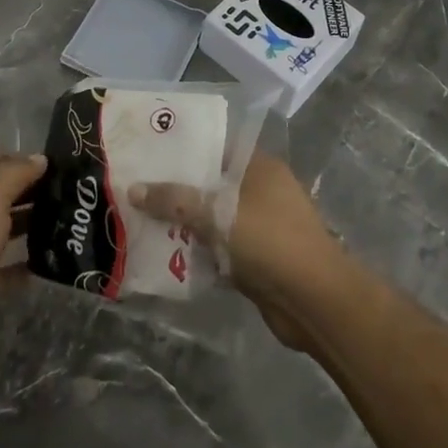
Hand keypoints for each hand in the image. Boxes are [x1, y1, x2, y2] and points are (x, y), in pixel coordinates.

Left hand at [0, 149, 46, 353]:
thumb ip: (16, 173)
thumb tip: (40, 158)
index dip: (9, 157)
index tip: (41, 164)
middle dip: (25, 189)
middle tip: (60, 190)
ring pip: (3, 228)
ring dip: (28, 223)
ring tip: (62, 218)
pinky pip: (8, 266)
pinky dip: (26, 263)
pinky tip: (50, 257)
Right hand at [129, 151, 340, 348]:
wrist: (314, 302)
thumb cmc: (270, 241)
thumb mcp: (218, 213)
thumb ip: (175, 200)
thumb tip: (133, 189)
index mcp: (258, 167)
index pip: (215, 145)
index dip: (183, 146)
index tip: (148, 148)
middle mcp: (260, 191)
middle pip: (210, 183)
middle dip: (175, 188)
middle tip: (135, 185)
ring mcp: (259, 226)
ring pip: (211, 217)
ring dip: (183, 222)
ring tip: (139, 218)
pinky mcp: (255, 259)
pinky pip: (217, 247)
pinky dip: (196, 250)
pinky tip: (163, 252)